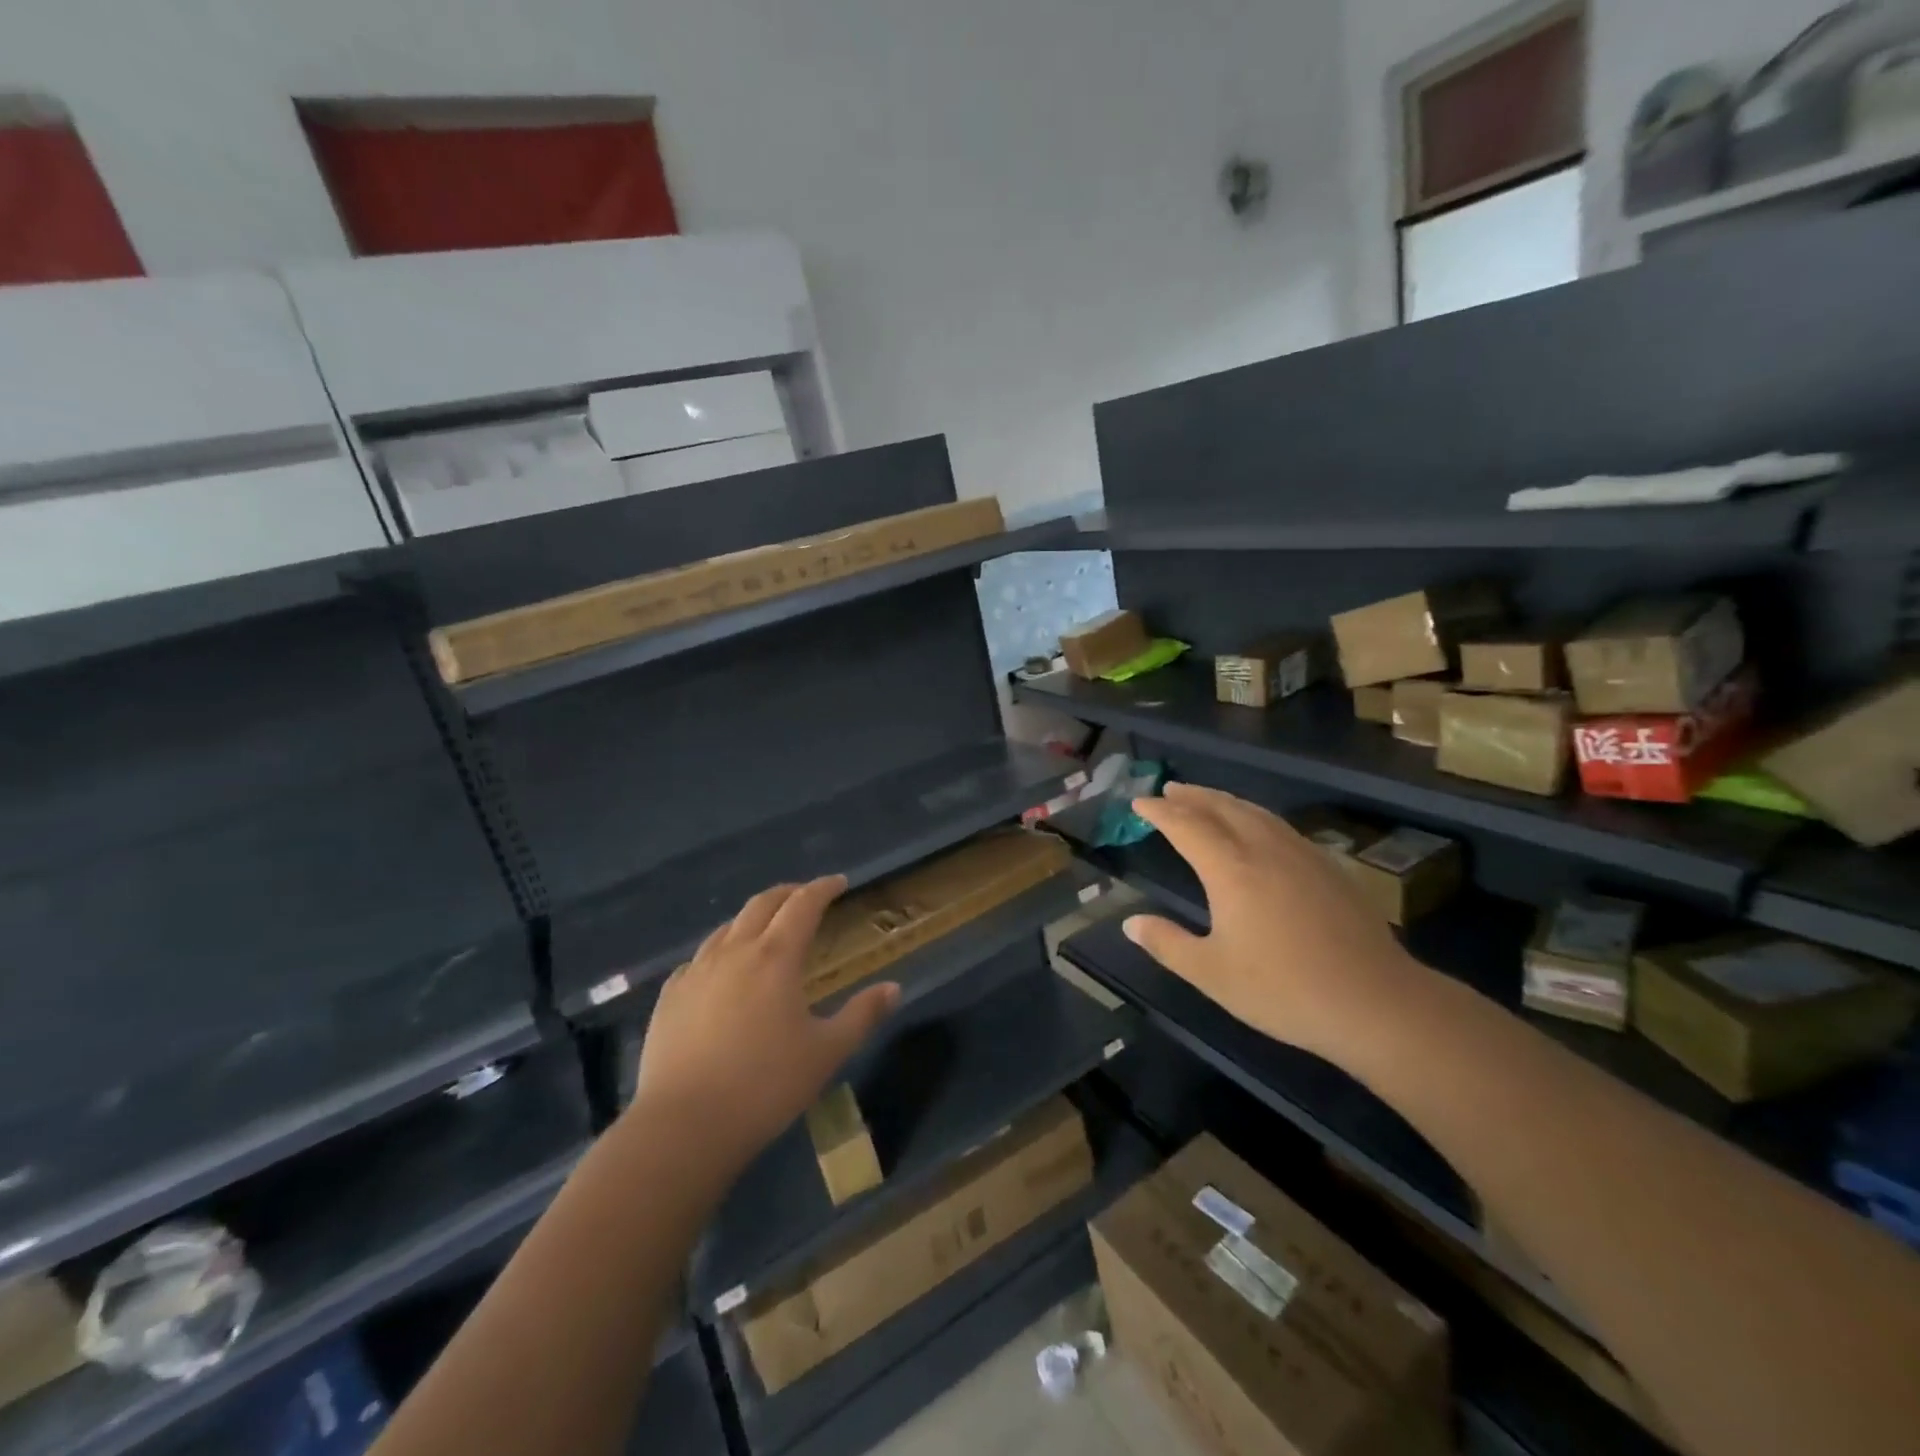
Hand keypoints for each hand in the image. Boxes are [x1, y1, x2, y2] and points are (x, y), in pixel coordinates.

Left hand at [631, 876, 899, 1172]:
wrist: (684, 1126)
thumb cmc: (765, 1085)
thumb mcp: (826, 1052)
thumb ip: (862, 1015)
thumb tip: (893, 988)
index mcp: (776, 957)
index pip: (803, 905)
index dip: (823, 888)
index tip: (839, 882)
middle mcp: (735, 951)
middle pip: (762, 904)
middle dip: (788, 893)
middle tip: (805, 896)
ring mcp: (696, 972)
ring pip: (727, 927)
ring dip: (752, 918)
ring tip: (766, 929)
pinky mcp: (670, 996)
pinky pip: (699, 958)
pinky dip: (720, 951)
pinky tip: (722, 971)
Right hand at [1122, 784, 1418, 1058]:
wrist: (1376, 1002)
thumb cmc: (1283, 990)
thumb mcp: (1211, 974)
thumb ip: (1167, 944)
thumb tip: (1130, 922)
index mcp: (1230, 869)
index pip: (1186, 826)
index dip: (1160, 812)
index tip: (1140, 802)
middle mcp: (1264, 850)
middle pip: (1223, 808)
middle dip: (1192, 796)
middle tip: (1169, 789)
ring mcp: (1302, 856)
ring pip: (1256, 813)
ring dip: (1225, 801)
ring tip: (1207, 800)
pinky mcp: (1330, 869)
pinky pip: (1281, 826)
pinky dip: (1255, 816)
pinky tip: (1259, 830)